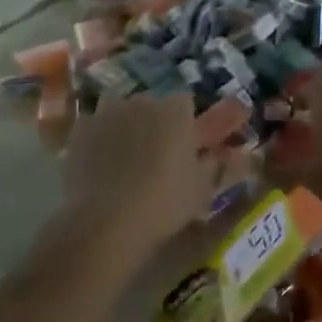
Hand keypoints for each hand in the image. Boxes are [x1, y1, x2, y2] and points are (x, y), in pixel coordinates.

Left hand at [61, 94, 221, 255]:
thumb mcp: (203, 189)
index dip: (187, 123)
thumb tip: (241, 155)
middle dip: (156, 122)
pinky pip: (96, 127)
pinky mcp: (80, 129)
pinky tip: (101, 165)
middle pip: (153, 104)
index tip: (187, 145)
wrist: (106, 220)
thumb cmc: (165, 203)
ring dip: (126, 126)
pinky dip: (100, 139)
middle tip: (158, 155)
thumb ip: (221, 165)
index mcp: (175, 110)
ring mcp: (107, 112)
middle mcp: (141, 100)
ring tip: (126, 158)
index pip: (186, 103)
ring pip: (121, 111)